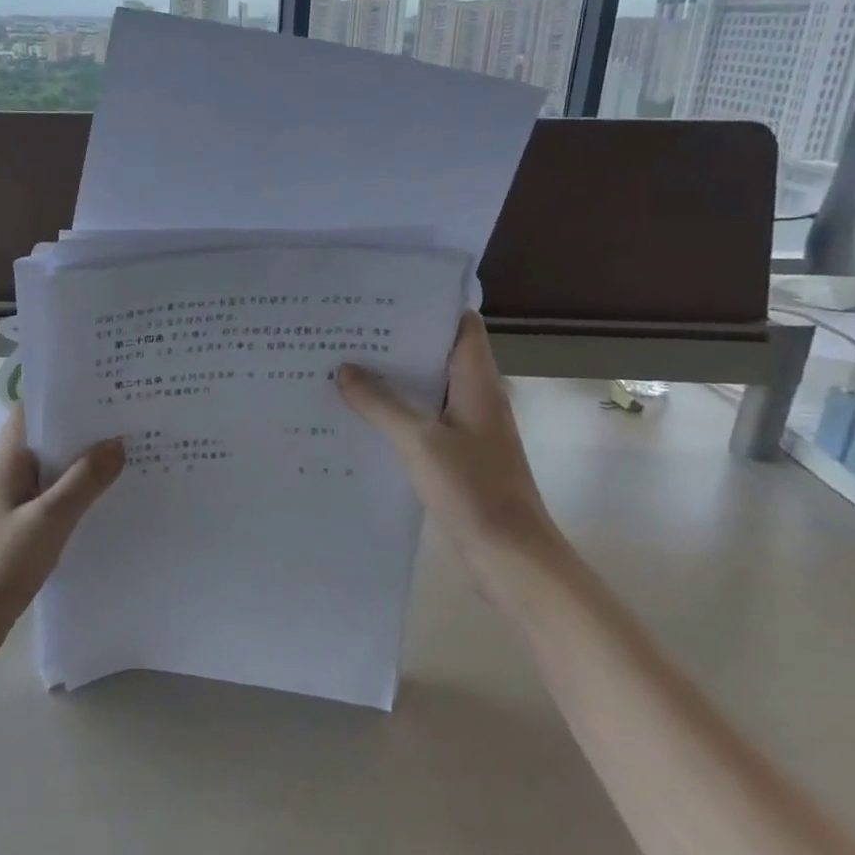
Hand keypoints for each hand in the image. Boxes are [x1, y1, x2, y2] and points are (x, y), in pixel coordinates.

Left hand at [0, 405, 124, 665]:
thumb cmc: (0, 563)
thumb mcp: (48, 520)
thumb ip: (83, 482)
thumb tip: (117, 442)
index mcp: (7, 463)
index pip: (30, 412)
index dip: (61, 397)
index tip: (100, 390)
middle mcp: (8, 477)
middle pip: (46, 441)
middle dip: (82, 431)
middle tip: (128, 422)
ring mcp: (13, 506)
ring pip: (52, 474)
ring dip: (82, 467)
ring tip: (127, 458)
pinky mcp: (20, 532)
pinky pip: (53, 503)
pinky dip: (77, 498)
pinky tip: (106, 505)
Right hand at [336, 312, 567, 599]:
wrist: (511, 557)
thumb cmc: (473, 490)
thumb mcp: (420, 442)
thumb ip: (381, 404)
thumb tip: (345, 369)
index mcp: (477, 383)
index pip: (461, 326)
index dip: (429, 306)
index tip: (384, 297)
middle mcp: (475, 398)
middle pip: (437, 355)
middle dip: (397, 342)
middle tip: (348, 330)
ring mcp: (468, 429)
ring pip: (427, 390)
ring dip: (393, 379)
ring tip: (343, 366)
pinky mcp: (457, 456)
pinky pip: (422, 421)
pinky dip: (395, 413)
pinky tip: (359, 417)